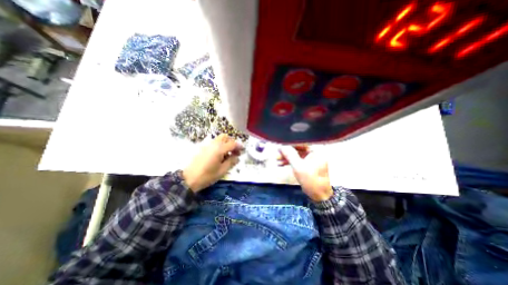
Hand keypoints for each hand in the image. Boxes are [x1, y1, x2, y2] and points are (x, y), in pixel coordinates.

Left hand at [185, 134, 243, 192]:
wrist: (189, 179)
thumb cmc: (207, 176)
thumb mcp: (222, 170)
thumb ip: (231, 162)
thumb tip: (237, 157)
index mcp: (220, 149)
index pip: (232, 143)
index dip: (239, 146)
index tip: (243, 150)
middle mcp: (214, 144)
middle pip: (225, 137)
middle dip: (232, 142)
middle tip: (234, 151)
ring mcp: (207, 145)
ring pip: (219, 139)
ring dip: (225, 144)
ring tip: (227, 155)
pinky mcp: (203, 148)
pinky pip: (214, 143)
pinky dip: (219, 146)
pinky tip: (219, 156)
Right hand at [277, 146, 333, 201]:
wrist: (319, 196)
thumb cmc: (311, 181)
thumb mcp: (298, 167)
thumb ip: (290, 155)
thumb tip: (281, 146)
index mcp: (316, 150)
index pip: (301, 143)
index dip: (289, 144)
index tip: (280, 146)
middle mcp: (315, 152)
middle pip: (298, 149)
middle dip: (286, 152)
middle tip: (277, 154)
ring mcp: (311, 159)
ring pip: (297, 155)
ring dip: (287, 157)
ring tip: (277, 160)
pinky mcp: (308, 164)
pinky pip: (298, 160)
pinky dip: (290, 162)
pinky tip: (281, 164)